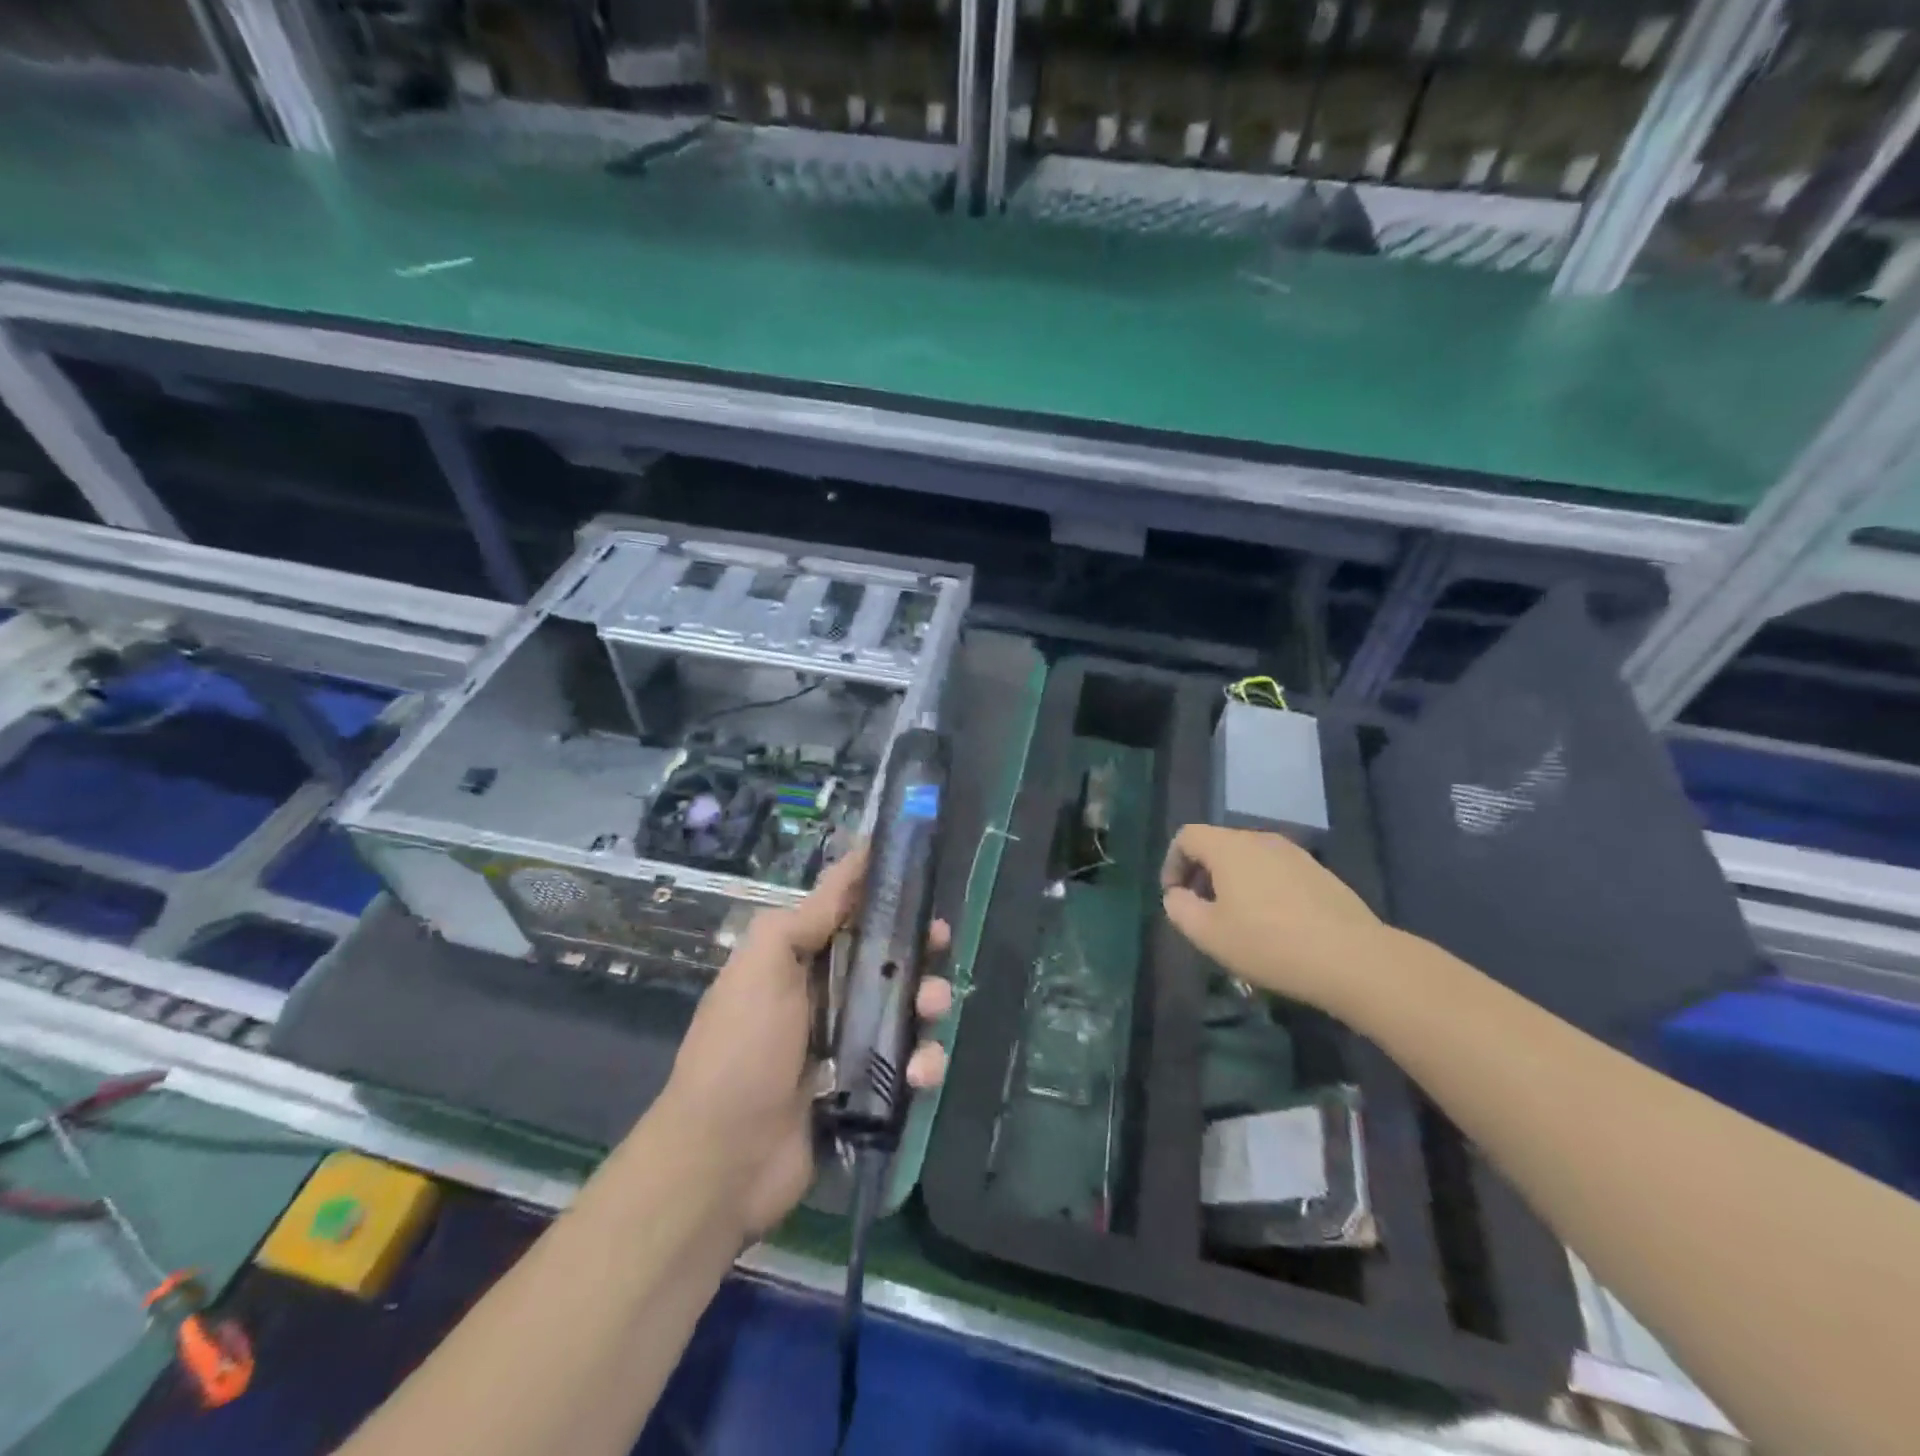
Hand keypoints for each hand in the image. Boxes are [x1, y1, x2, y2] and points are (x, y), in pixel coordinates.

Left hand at [665, 845, 952, 1236]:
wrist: (724, 1161)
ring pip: (907, 1008)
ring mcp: (849, 1044)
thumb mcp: (763, 966)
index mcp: (799, 961)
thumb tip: (847, 871)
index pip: (847, 911)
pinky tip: (919, 1072)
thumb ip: (805, 919)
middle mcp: (826, 995)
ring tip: (933, 1009)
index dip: (881, 890)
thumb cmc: (742, 1049)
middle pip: (886, 958)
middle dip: (918, 946)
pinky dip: (923, 1064)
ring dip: (930, 1002)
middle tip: (940, 940)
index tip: (920, 871)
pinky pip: (909, 1064)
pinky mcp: (868, 1089)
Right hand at [1160, 824, 1387, 1017]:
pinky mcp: (1319, 872)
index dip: (1172, 863)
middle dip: (1201, 873)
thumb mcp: (1208, 934)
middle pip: (1218, 845)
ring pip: (1249, 858)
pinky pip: (1276, 871)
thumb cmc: (1269, 943)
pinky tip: (1273, 924)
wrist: (1352, 958)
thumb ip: (1180, 909)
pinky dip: (1262, 888)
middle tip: (1201, 911)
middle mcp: (1260, 839)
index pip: (1187, 836)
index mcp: (1229, 847)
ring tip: (1237, 920)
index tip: (1174, 897)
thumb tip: (1176, 895)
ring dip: (1232, 882)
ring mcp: (1295, 854)